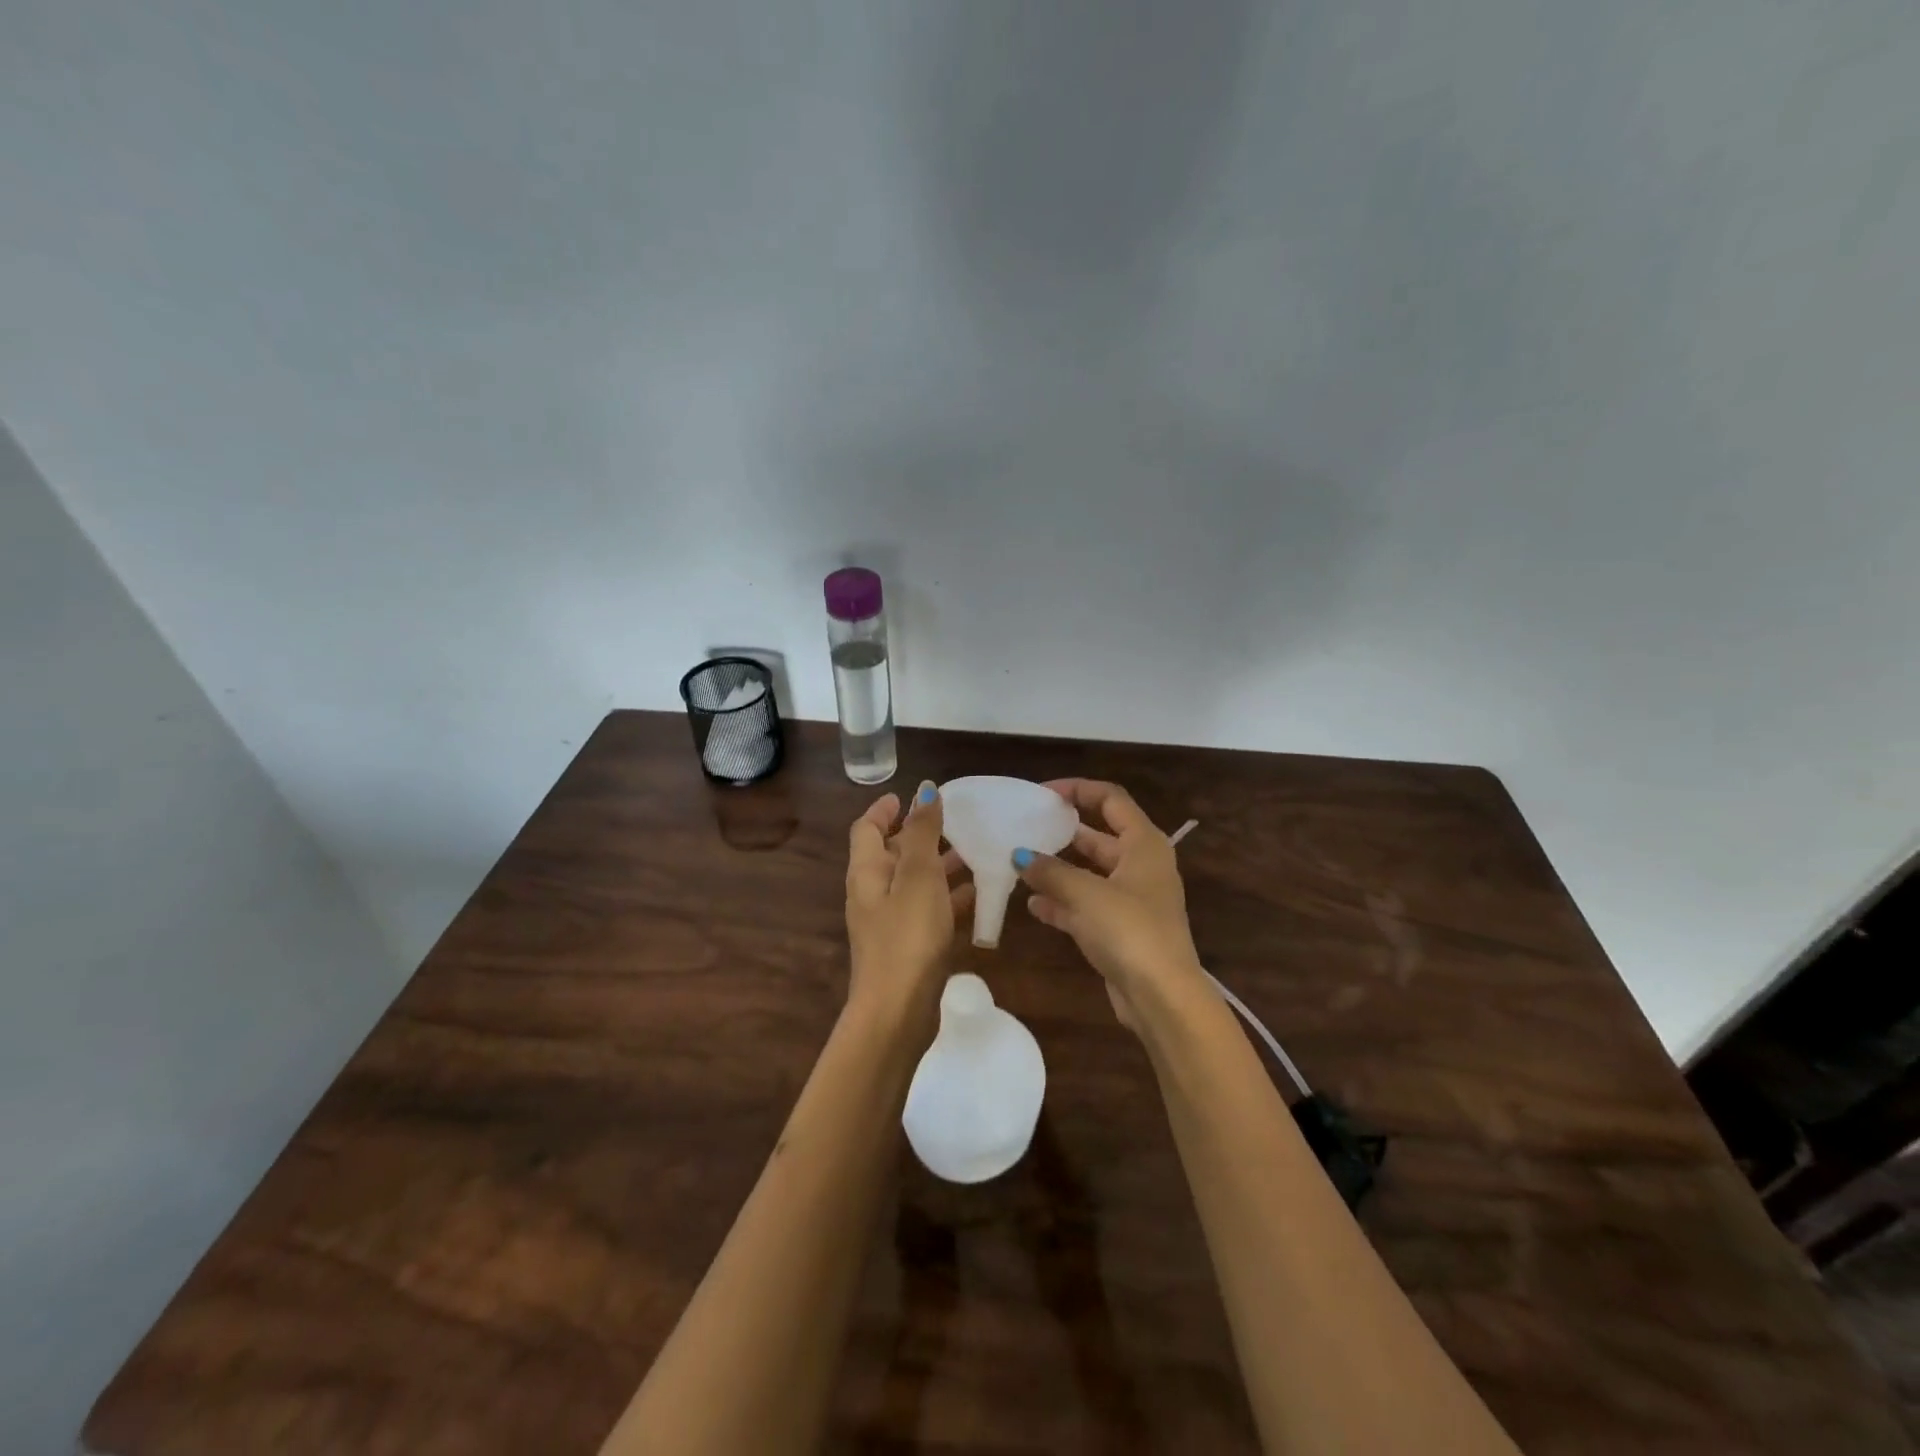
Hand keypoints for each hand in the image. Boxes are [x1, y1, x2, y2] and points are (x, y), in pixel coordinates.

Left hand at [845, 783, 974, 1032]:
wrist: (898, 1012)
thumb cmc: (907, 936)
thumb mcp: (918, 876)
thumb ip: (922, 832)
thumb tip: (924, 789)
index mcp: (867, 872)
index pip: (866, 828)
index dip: (885, 809)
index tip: (911, 795)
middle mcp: (873, 893)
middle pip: (892, 854)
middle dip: (921, 836)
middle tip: (956, 822)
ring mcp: (890, 922)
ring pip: (915, 883)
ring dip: (940, 866)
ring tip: (975, 853)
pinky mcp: (908, 946)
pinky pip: (929, 911)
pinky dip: (949, 898)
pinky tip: (980, 895)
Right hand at [1014, 779, 1207, 1031]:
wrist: (1161, 997)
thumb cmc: (1129, 930)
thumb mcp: (1086, 893)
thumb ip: (1050, 871)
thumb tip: (1019, 856)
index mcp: (1143, 844)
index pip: (1111, 799)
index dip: (1078, 789)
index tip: (1043, 793)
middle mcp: (1140, 866)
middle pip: (1098, 836)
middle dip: (1063, 832)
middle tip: (1025, 828)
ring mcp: (1131, 900)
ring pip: (1089, 873)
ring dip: (1058, 870)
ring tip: (1020, 864)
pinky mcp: (1120, 930)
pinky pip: (1085, 906)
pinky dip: (1062, 902)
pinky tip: (1032, 905)